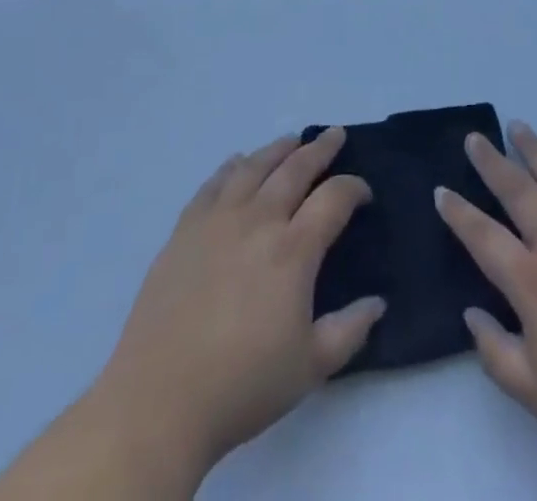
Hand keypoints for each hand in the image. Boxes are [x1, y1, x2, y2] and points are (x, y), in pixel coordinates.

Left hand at [0, 128, 382, 499]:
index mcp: (293, 250)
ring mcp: (217, 220)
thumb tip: (378, 303)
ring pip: (253, 167)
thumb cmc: (242, 385)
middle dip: (320, 149)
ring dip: (277, 149)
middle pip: (295, 169)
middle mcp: (258, 221)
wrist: (158, 401)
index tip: (363, 192)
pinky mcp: (184, 230)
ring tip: (291, 141)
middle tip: (335, 135)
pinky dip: (231, 167)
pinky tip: (237, 163)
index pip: (333, 199)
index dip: (354, 188)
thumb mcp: (310, 368)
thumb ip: (349, 331)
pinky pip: (212, 184)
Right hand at [435, 123, 536, 495]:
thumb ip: (496, 353)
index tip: (441, 190)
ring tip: (516, 126)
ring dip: (534, 149)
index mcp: (533, 285)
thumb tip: (471, 313)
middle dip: (492, 162)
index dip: (459, 213)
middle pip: (518, 190)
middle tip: (474, 138)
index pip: (483, 237)